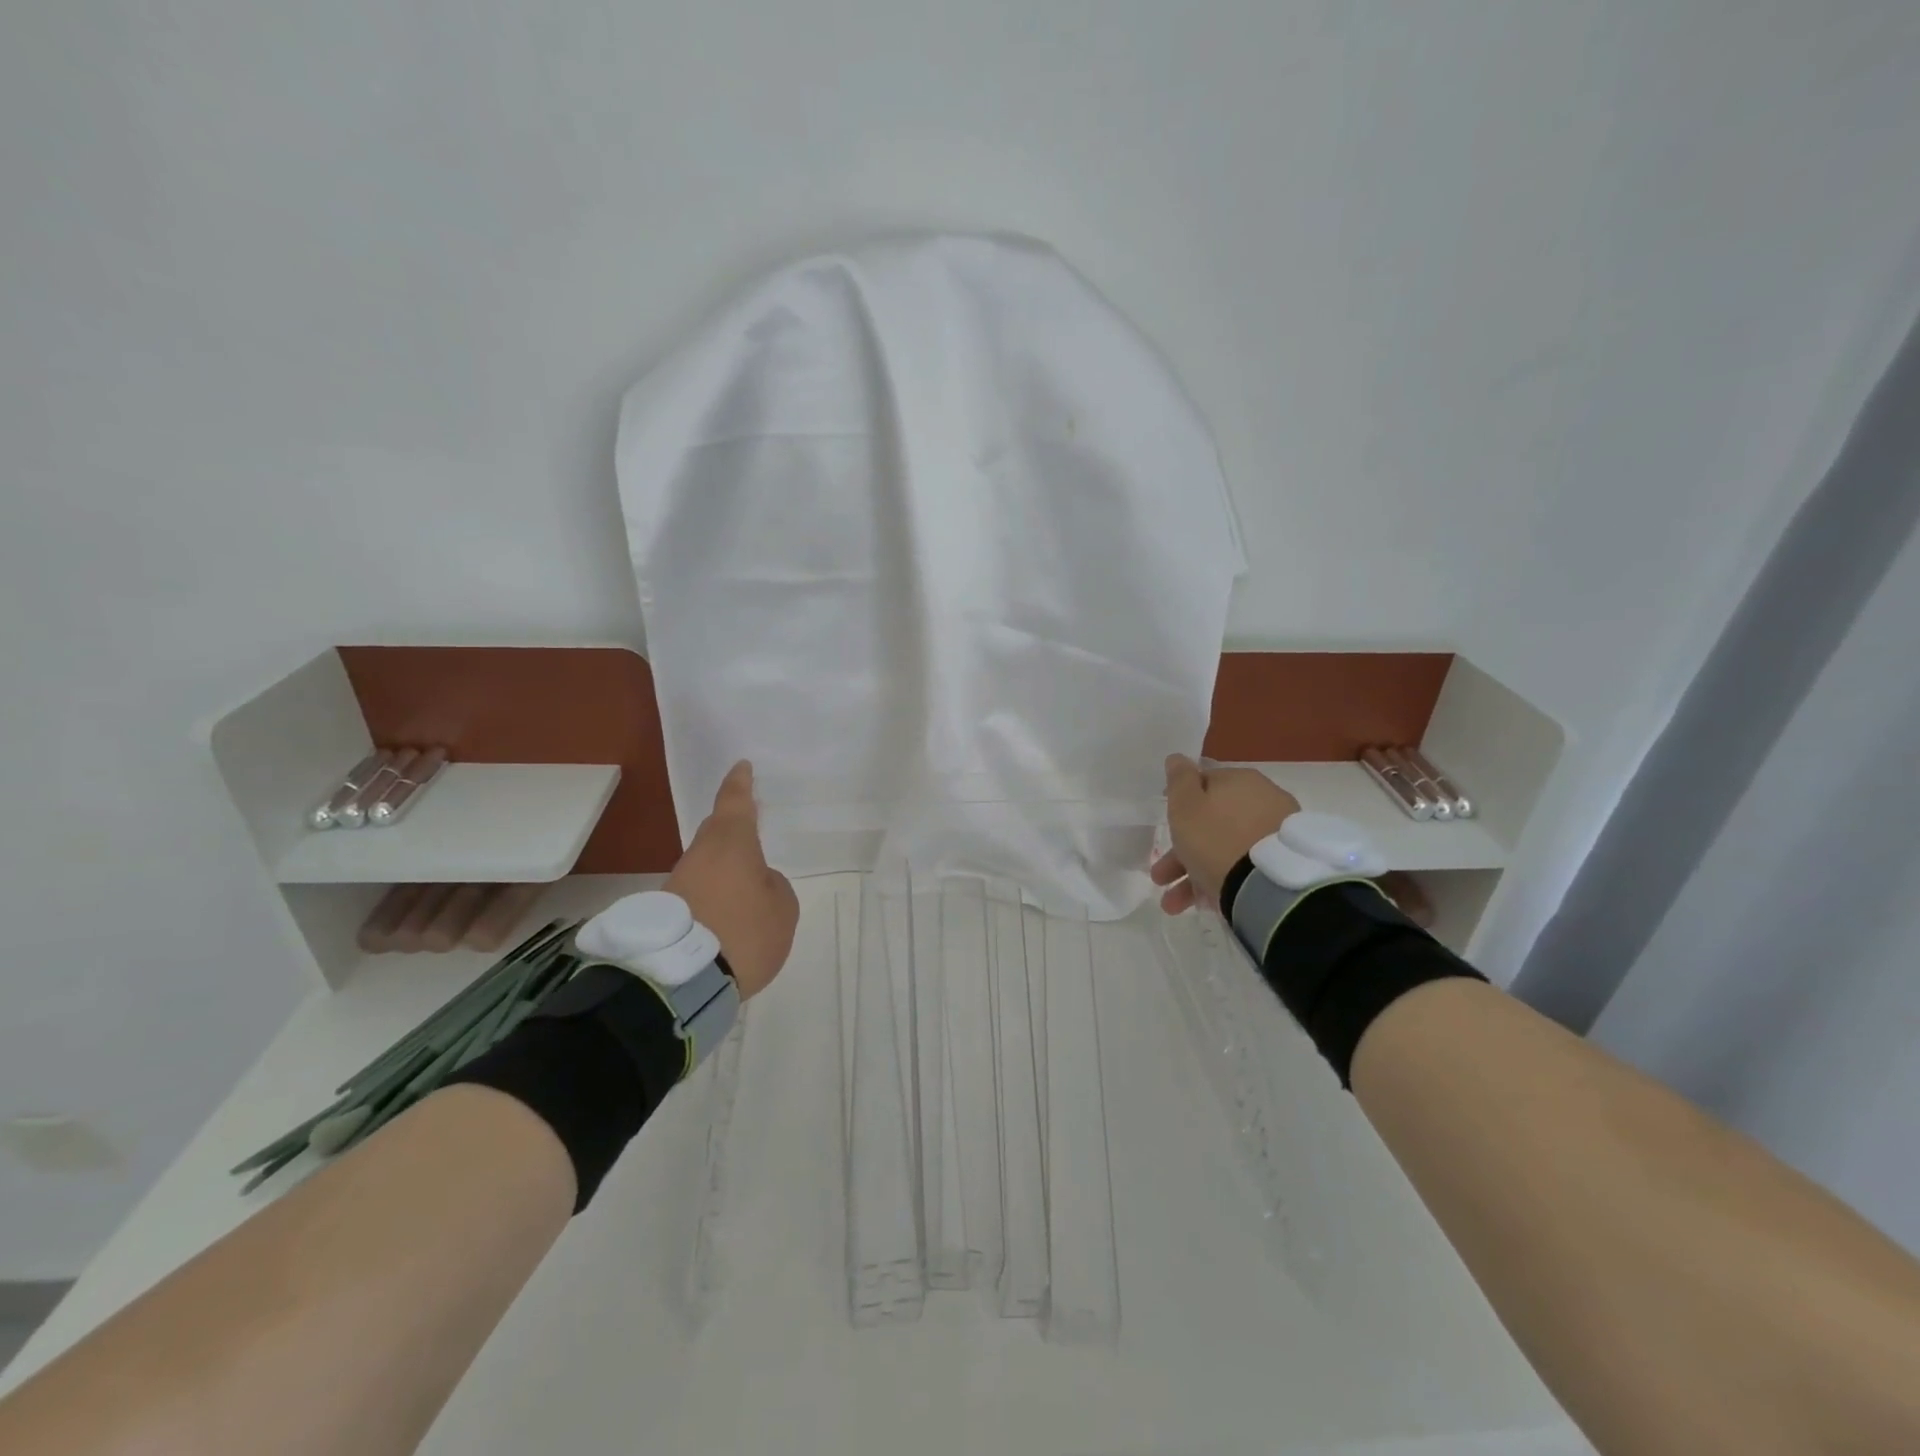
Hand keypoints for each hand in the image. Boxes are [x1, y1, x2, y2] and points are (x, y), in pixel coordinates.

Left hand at [665, 761, 798, 998]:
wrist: (682, 981)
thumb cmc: (744, 932)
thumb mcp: (781, 909)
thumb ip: (774, 887)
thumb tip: (757, 884)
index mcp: (731, 844)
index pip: (735, 803)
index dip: (740, 784)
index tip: (742, 766)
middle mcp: (700, 855)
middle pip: (717, 832)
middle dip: (731, 826)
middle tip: (749, 823)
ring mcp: (678, 883)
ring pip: (706, 863)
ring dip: (724, 867)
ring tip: (746, 885)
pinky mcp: (667, 911)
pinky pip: (698, 891)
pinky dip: (714, 894)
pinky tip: (728, 913)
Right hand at [1150, 754, 1299, 913]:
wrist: (1267, 887)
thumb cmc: (1215, 839)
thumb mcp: (1185, 806)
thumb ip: (1179, 779)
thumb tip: (1178, 757)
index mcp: (1239, 780)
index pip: (1204, 783)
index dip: (1180, 803)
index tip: (1166, 825)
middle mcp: (1263, 799)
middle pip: (1212, 821)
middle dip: (1182, 850)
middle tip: (1161, 876)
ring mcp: (1276, 832)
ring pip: (1226, 848)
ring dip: (1195, 873)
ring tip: (1174, 904)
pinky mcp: (1284, 862)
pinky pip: (1244, 866)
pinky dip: (1222, 881)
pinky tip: (1205, 905)